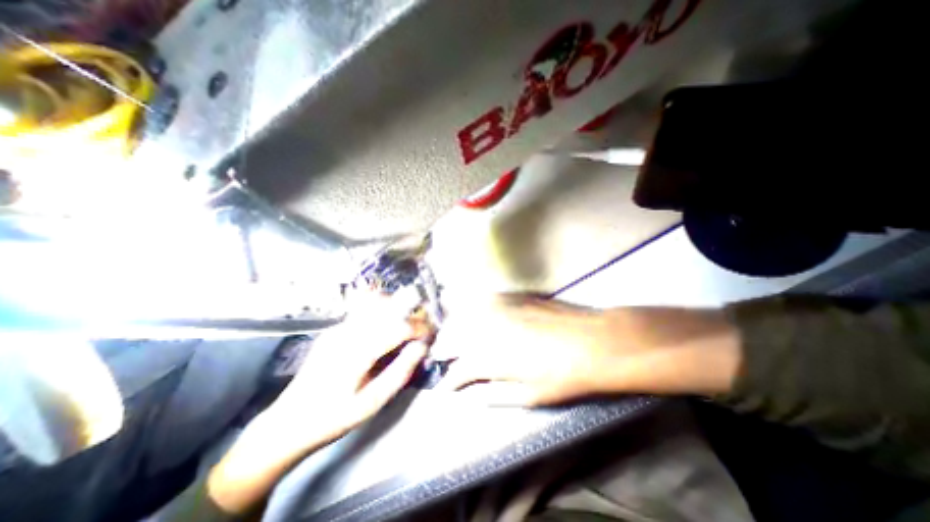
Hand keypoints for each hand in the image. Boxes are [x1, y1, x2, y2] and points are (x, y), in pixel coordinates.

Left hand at [265, 293, 428, 443]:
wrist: (288, 422)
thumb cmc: (334, 417)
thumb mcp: (372, 403)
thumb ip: (400, 372)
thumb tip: (421, 347)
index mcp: (356, 353)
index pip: (397, 327)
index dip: (419, 328)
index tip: (431, 334)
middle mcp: (347, 332)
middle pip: (387, 307)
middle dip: (411, 313)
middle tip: (423, 328)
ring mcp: (338, 327)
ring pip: (375, 303)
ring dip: (397, 308)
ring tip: (409, 324)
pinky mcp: (335, 328)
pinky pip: (364, 310)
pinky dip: (383, 310)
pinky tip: (389, 325)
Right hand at [428, 297, 742, 405]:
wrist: (593, 340)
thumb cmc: (563, 375)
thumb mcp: (530, 396)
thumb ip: (495, 394)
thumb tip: (474, 394)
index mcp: (490, 357)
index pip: (458, 370)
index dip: (449, 380)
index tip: (445, 386)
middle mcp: (487, 328)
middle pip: (452, 336)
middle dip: (444, 348)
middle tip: (443, 357)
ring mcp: (497, 307)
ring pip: (462, 315)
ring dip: (454, 327)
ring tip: (452, 336)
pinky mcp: (509, 296)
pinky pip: (480, 300)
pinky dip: (471, 310)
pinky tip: (473, 315)